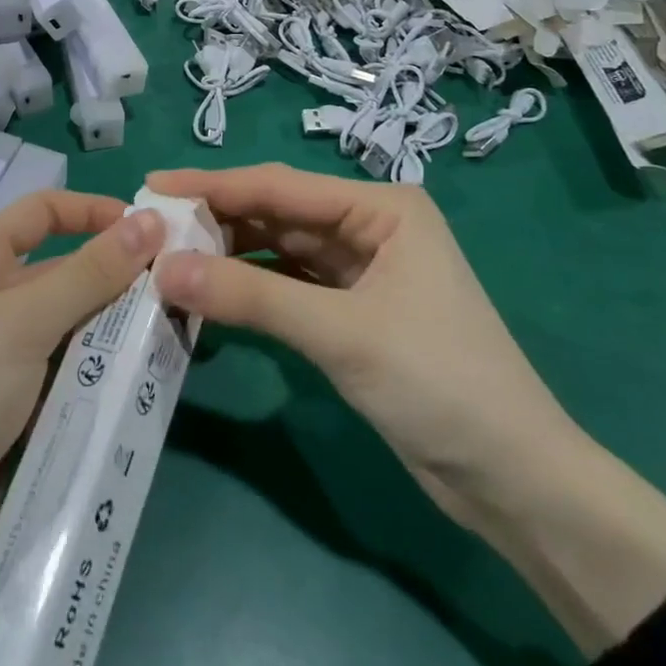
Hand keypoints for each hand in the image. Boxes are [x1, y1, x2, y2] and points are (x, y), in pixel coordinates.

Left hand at [0, 193, 164, 606]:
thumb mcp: (21, 325)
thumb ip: (89, 274)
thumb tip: (151, 221)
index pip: (43, 212)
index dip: (95, 212)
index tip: (151, 230)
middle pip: (66, 272)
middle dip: (118, 282)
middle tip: (181, 294)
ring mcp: (3, 354)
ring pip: (74, 327)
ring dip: (117, 334)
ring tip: (178, 338)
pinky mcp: (15, 403)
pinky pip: (69, 374)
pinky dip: (102, 376)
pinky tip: (148, 382)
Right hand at [147, 164, 577, 525]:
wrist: (514, 479)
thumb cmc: (438, 382)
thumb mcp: (340, 333)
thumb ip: (250, 296)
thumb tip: (163, 268)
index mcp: (381, 208)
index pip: (281, 186)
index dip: (213, 185)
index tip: (152, 186)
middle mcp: (370, 227)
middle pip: (278, 214)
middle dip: (218, 221)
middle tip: (152, 230)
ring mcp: (362, 271)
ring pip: (281, 251)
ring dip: (230, 256)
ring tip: (170, 259)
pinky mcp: (353, 312)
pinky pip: (289, 287)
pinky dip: (252, 289)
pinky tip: (211, 293)